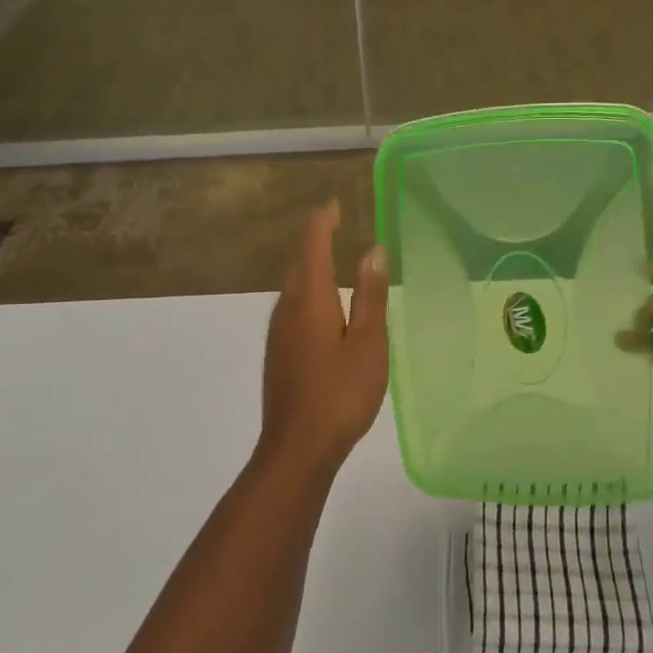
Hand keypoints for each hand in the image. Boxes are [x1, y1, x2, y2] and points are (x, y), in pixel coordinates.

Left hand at [258, 202, 389, 472]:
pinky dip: (311, 293)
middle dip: (316, 241)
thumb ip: (369, 295)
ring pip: (295, 288)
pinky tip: (326, 308)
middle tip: (336, 225)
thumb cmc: (340, 392)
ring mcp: (279, 333)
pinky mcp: (280, 354)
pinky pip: (295, 308)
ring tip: (335, 259)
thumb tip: (373, 250)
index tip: (334, 205)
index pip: (313, 247)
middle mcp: (287, 309)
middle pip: (300, 264)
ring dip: (313, 268)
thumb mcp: (367, 342)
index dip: (323, 222)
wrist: (298, 447)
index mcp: (310, 300)